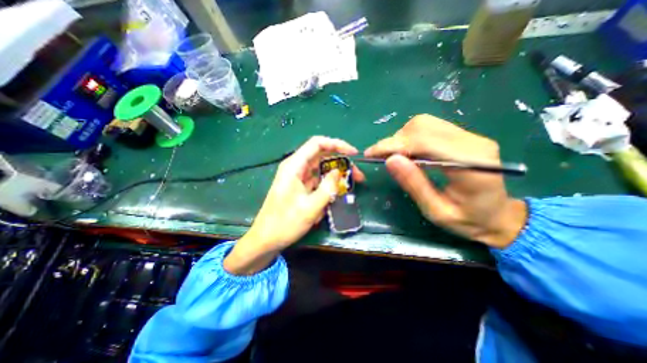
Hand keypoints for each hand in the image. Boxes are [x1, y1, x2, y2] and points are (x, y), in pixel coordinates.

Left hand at [224, 137, 362, 274]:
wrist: (266, 239)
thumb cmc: (285, 223)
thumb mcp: (311, 207)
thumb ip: (328, 187)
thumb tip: (338, 172)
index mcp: (294, 166)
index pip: (317, 143)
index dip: (337, 144)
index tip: (353, 154)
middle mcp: (295, 167)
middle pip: (321, 156)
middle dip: (340, 163)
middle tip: (357, 176)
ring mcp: (297, 178)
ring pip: (321, 169)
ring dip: (335, 177)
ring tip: (349, 187)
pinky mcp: (299, 187)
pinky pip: (317, 181)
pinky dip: (327, 187)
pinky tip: (333, 199)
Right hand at [363, 115, 523, 247]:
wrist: (499, 217)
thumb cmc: (468, 221)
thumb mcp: (436, 211)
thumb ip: (414, 185)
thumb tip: (390, 160)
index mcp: (471, 164)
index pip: (424, 142)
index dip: (394, 145)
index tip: (371, 154)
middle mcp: (473, 142)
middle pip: (423, 127)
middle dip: (395, 140)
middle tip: (380, 157)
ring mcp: (470, 136)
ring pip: (424, 123)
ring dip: (401, 137)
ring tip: (393, 156)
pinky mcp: (463, 136)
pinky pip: (430, 127)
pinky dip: (410, 137)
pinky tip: (407, 152)